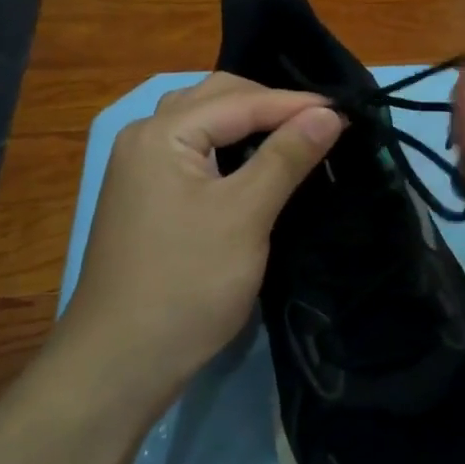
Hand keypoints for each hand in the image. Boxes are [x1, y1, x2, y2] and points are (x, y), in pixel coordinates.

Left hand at [66, 73, 344, 405]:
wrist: (119, 364)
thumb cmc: (186, 284)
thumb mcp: (245, 215)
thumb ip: (286, 157)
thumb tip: (328, 113)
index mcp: (161, 133)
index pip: (239, 101)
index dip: (294, 104)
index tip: (345, 112)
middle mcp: (143, 138)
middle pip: (214, 100)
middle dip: (268, 104)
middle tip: (318, 121)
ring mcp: (138, 168)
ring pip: (201, 123)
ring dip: (246, 121)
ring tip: (290, 133)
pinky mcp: (144, 196)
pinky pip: (191, 150)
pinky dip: (226, 146)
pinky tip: (252, 162)